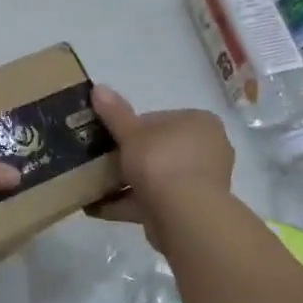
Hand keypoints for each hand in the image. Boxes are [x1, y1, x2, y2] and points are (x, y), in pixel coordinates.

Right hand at [89, 85, 233, 246]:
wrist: (184, 215)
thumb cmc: (161, 162)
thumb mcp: (131, 133)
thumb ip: (115, 113)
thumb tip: (98, 87)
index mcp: (199, 123)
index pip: (159, 119)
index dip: (131, 128)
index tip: (110, 139)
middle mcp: (207, 150)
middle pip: (158, 149)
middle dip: (130, 157)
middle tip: (101, 162)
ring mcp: (201, 182)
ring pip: (157, 177)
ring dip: (128, 183)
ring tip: (95, 187)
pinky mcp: (191, 209)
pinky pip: (155, 201)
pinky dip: (130, 203)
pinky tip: (99, 207)